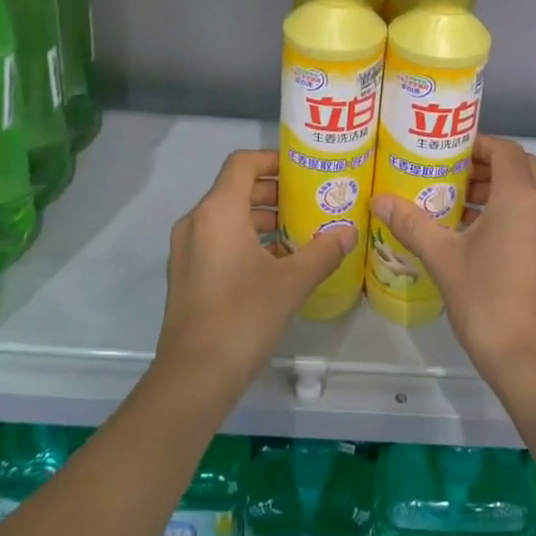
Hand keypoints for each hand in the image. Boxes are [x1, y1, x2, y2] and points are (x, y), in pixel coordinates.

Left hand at [155, 149, 352, 396]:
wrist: (194, 376)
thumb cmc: (243, 316)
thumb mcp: (292, 282)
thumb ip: (323, 252)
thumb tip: (349, 233)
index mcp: (218, 211)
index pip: (243, 163)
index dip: (272, 159)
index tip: (302, 170)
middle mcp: (196, 222)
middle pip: (236, 189)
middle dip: (273, 192)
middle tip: (309, 201)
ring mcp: (187, 249)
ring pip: (227, 217)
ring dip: (261, 218)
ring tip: (299, 232)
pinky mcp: (186, 274)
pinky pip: (217, 240)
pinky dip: (245, 240)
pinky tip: (277, 263)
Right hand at [369, 136, 535, 397]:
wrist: (535, 363)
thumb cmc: (488, 302)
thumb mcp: (444, 259)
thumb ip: (412, 223)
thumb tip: (379, 201)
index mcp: (524, 197)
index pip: (506, 150)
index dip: (478, 145)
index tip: (448, 153)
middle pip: (522, 167)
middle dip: (488, 166)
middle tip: (452, 177)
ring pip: (534, 193)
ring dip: (502, 190)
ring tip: (461, 206)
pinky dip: (516, 212)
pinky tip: (482, 237)